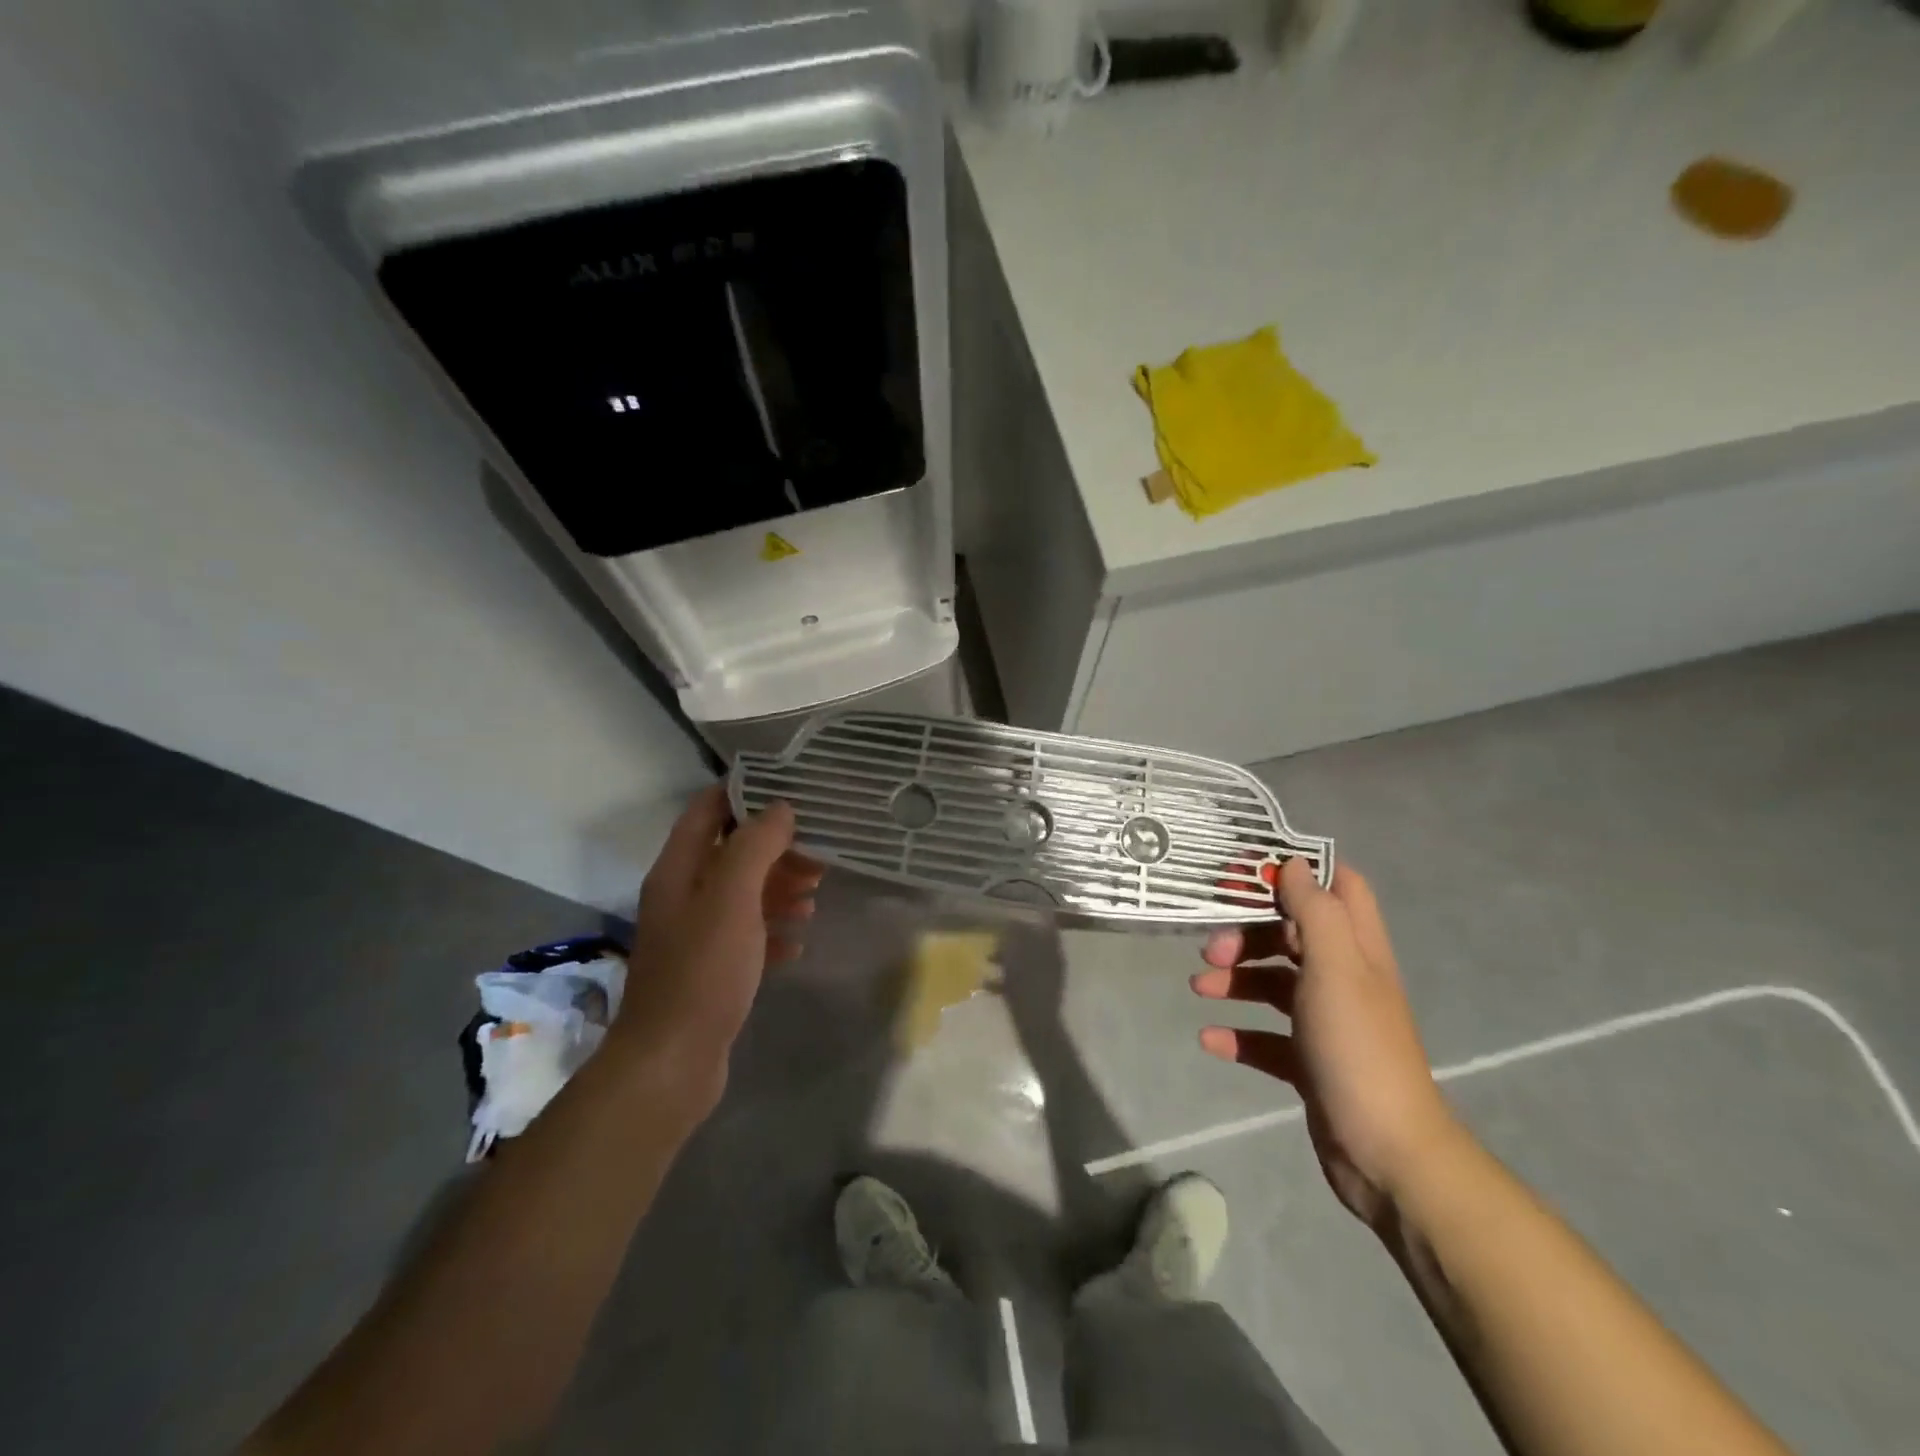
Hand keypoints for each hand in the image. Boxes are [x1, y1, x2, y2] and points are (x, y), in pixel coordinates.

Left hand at [612, 786, 819, 1110]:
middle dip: (775, 848)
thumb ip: (755, 847)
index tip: (789, 789)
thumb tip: (780, 808)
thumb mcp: (732, 898)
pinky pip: (747, 936)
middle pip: (732, 853)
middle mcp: (683, 896)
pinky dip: (773, 931)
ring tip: (815, 894)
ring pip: (743, 895)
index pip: (708, 811)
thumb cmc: (703, 970)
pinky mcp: (710, 970)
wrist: (672, 1061)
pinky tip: (798, 942)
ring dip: (778, 889)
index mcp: (679, 870)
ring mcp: (696, 935)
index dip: (744, 793)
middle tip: (818, 852)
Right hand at [1193, 858, 1457, 1230]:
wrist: (1386, 1153)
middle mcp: (1344, 979)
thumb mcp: (1336, 968)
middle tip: (1212, 949)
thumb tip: (1293, 864)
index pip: (1337, 888)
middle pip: (1291, 936)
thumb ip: (1315, 912)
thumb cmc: (1358, 1047)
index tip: (1247, 874)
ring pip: (1274, 984)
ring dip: (1235, 980)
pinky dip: (1237, 1033)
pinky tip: (1209, 1039)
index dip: (1296, 873)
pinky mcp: (1309, 1062)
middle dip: (1248, 934)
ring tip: (1199, 989)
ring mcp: (1326, 1022)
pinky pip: (1265, 1037)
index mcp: (1357, 950)